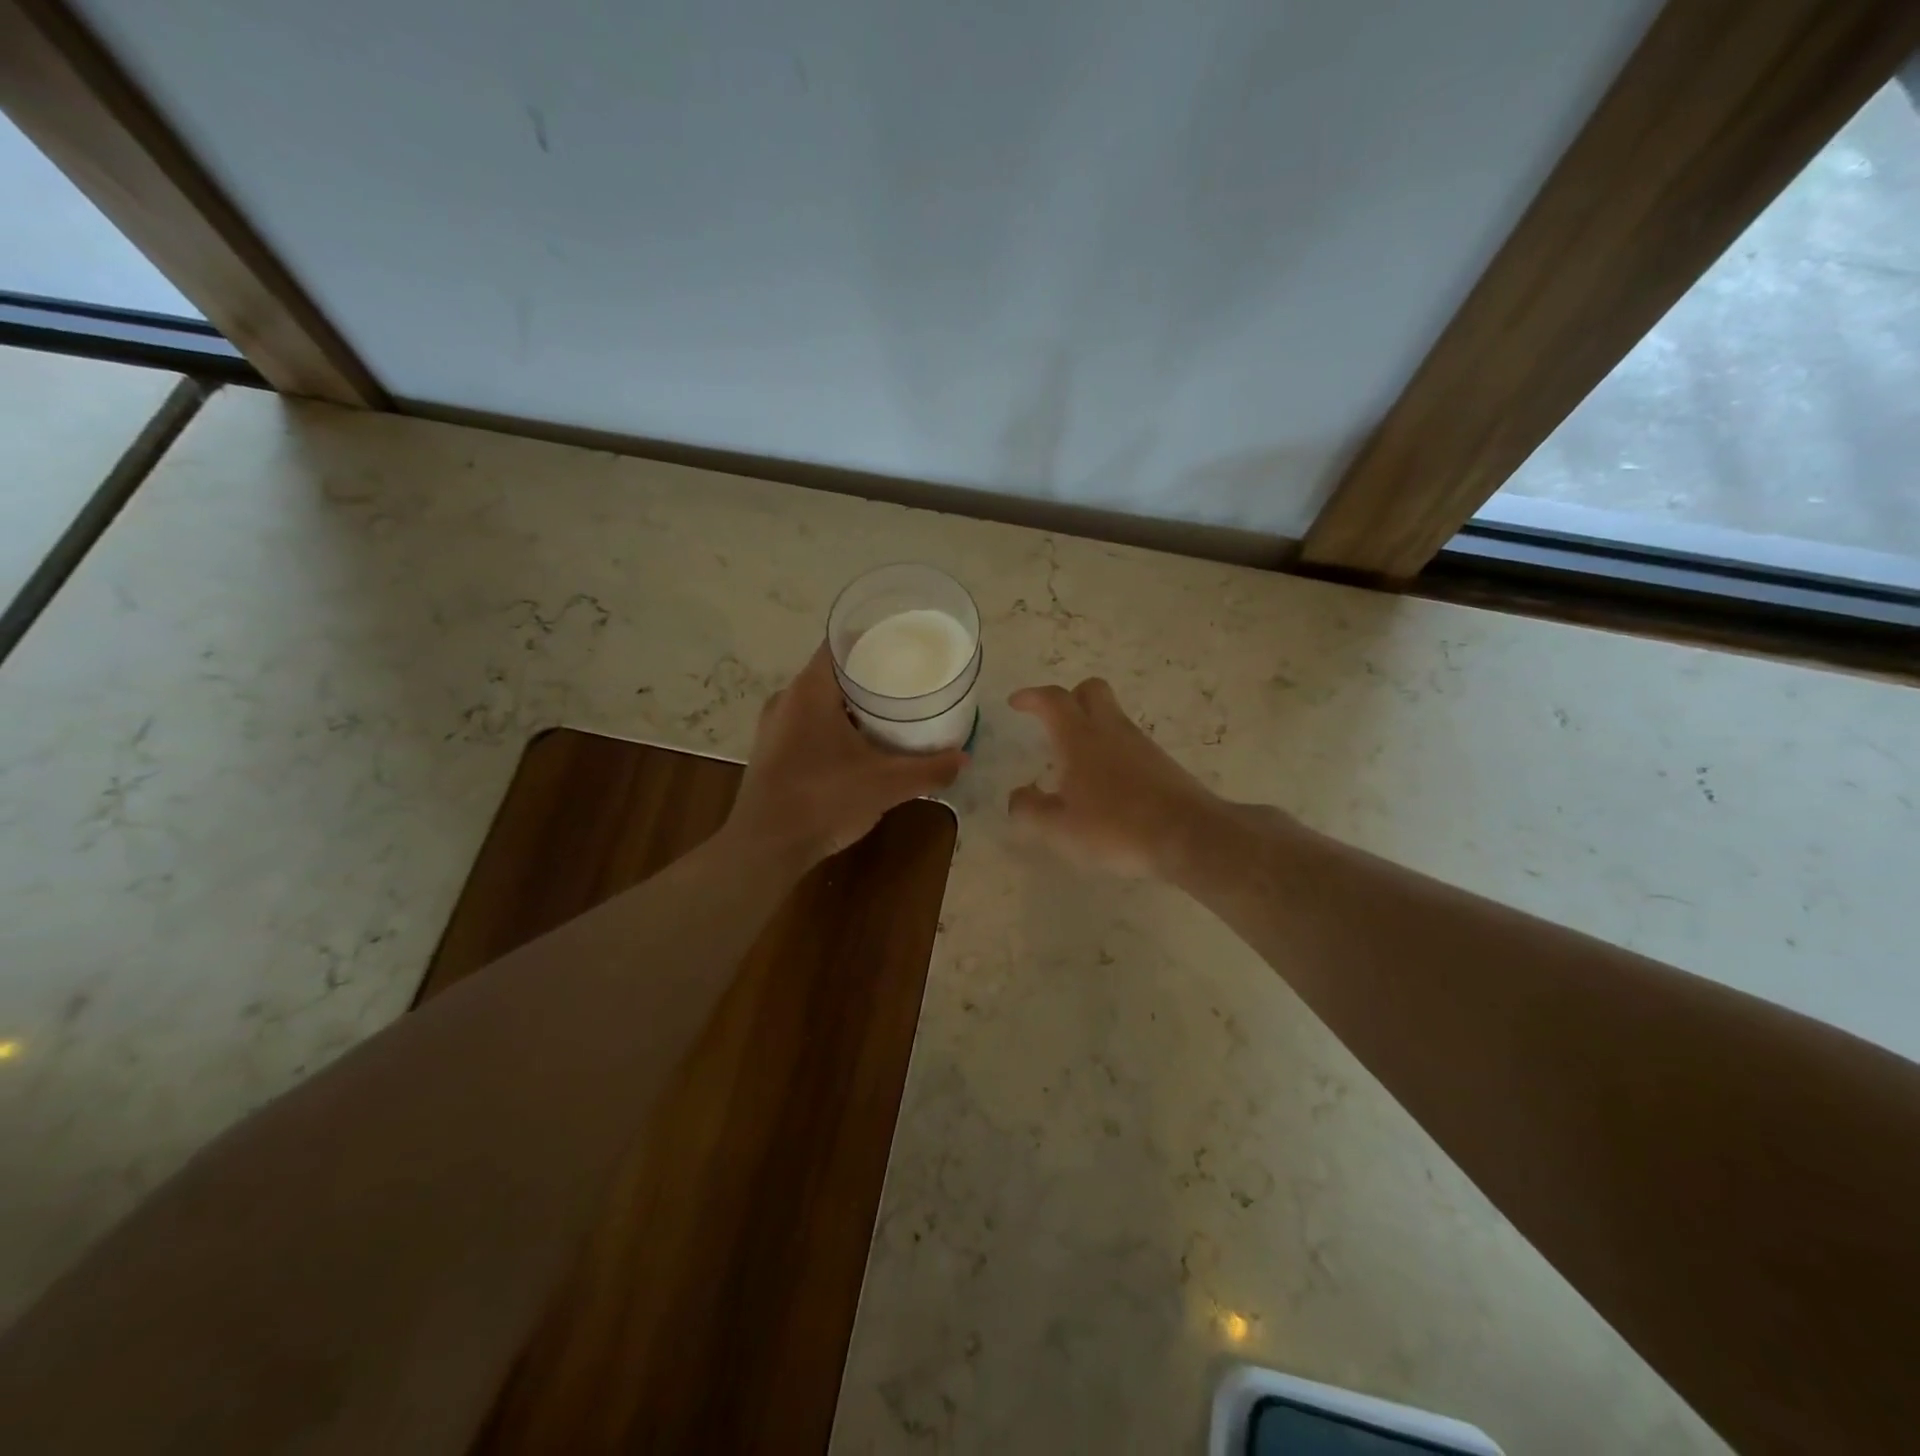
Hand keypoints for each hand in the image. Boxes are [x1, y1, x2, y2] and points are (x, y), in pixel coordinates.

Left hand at [727, 643, 965, 867]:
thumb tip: (964, 759)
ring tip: (888, 710)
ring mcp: (774, 726)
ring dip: (851, 703)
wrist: (765, 848)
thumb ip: (928, 770)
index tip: (903, 645)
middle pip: (832, 672)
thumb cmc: (823, 800)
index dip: (873, 638)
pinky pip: (808, 723)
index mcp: (810, 690)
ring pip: (819, 700)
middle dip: (869, 674)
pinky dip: (834, 724)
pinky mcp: (771, 751)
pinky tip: (859, 744)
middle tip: (906, 679)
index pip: (841, 643)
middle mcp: (787, 699)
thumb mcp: (885, 784)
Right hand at [1007, 678, 1225, 879]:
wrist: (1189, 836)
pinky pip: (1129, 742)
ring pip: (1112, 716)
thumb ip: (1030, 810)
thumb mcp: (1060, 828)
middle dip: (1069, 697)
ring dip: (1091, 726)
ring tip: (1075, 761)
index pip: (1053, 700)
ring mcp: (1141, 745)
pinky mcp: (1162, 763)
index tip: (1016, 703)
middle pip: (1091, 690)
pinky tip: (1106, 783)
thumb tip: (1017, 796)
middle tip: (1052, 720)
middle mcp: (1111, 731)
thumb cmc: (1115, 827)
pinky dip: (1111, 750)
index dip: (1031, 697)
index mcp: (1080, 738)